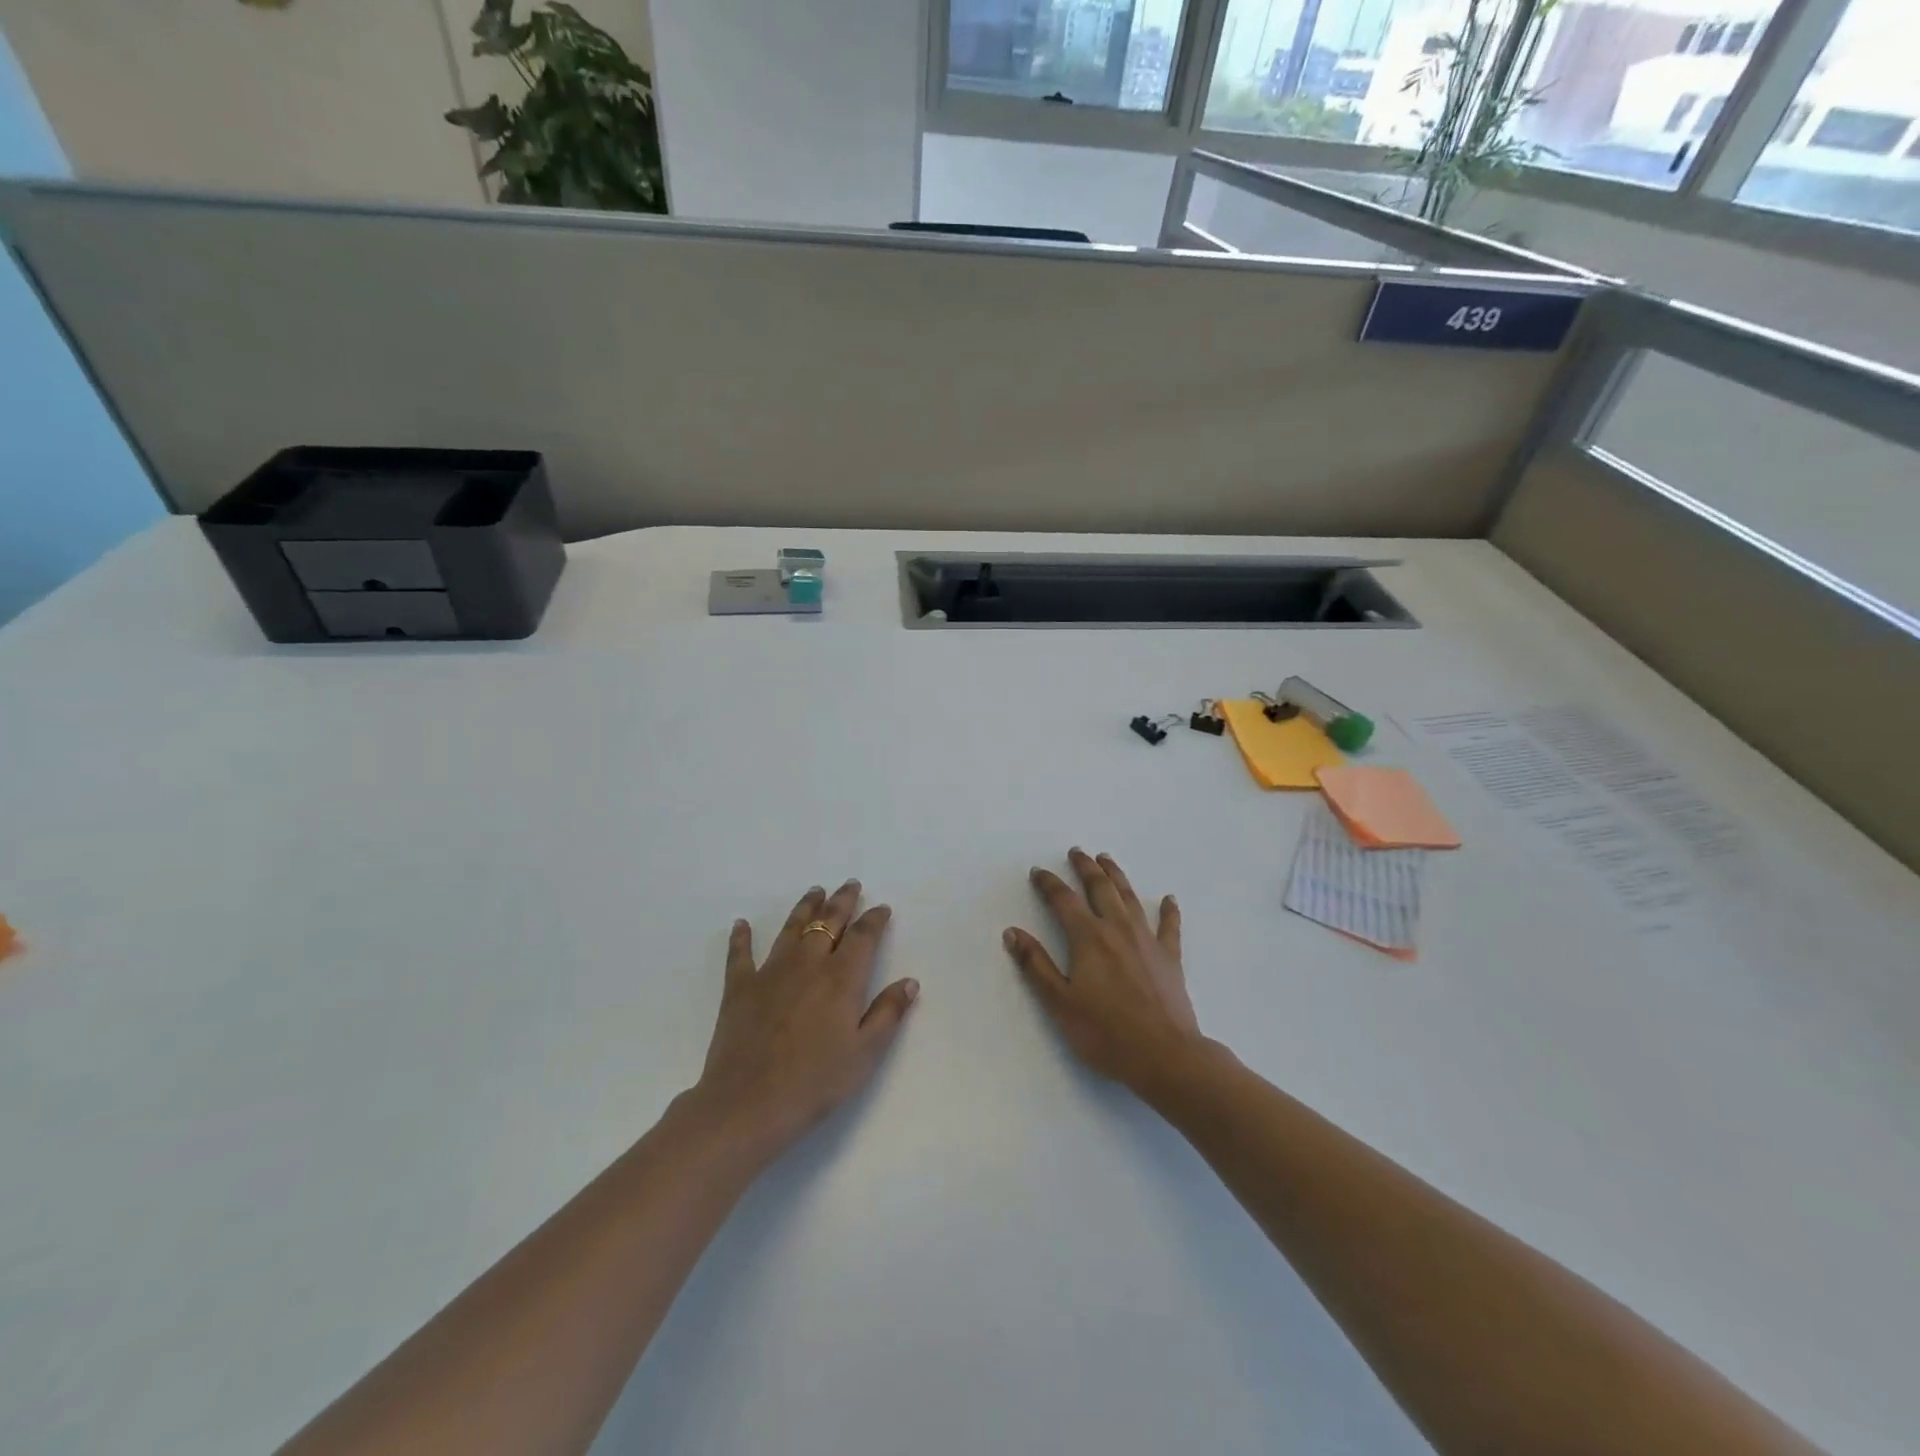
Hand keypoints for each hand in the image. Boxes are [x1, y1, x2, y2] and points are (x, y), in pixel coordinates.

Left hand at [687, 880, 918, 1163]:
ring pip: (791, 928)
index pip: (863, 937)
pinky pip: (740, 954)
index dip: (874, 920)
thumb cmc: (815, 1083)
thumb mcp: (865, 1053)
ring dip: (805, 907)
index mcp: (841, 978)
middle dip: (842, 902)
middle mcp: (808, 964)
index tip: (882, 908)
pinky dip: (742, 937)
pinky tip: (742, 924)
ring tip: (815, 891)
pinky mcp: (739, 988)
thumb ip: (889, 1013)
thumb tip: (910, 981)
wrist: (749, 1105)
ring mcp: (770, 972)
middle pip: (828, 922)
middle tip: (850, 885)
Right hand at [1004, 849, 1201, 1090]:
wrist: (1166, 1056)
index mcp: (1088, 938)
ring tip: (1107, 859)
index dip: (1048, 883)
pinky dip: (1169, 910)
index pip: (1063, 900)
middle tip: (1077, 852)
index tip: (1038, 871)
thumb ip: (1036, 965)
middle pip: (1100, 888)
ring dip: (1117, 876)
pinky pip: (1169, 926)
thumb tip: (1012, 932)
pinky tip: (1170, 899)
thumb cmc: (1106, 1033)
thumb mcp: (1060, 1003)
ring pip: (1130, 897)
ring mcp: (1147, 940)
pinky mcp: (1170, 957)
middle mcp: (1118, 929)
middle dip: (1086, 868)